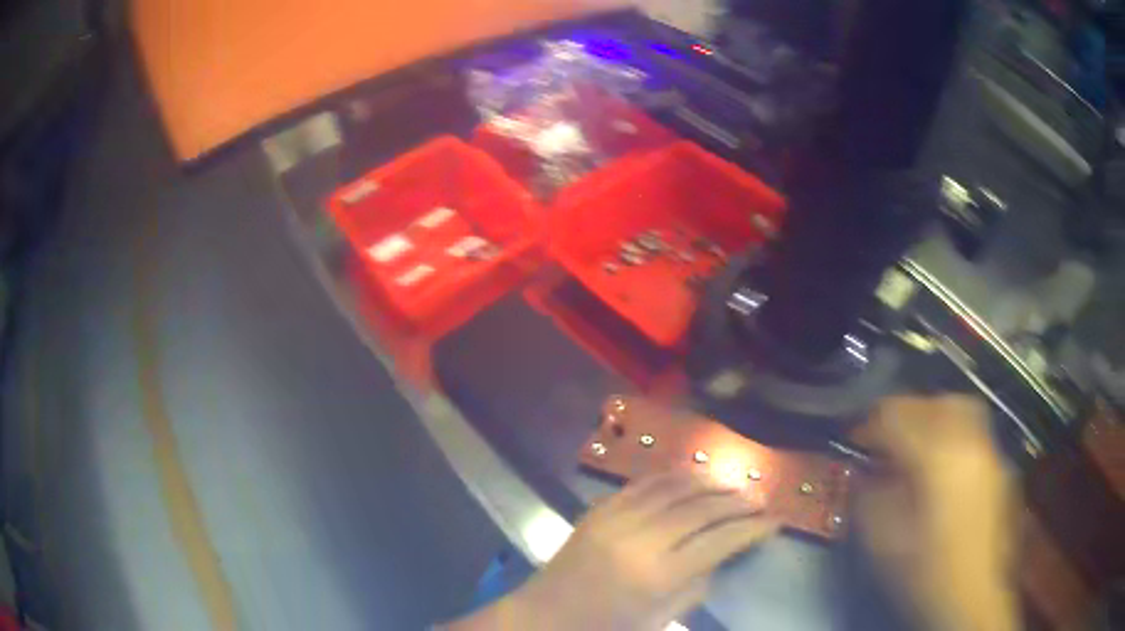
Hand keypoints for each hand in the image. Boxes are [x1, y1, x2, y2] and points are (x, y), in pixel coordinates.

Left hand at [446, 469, 776, 630]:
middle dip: (736, 501)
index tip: (775, 519)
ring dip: (708, 482)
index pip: (719, 540)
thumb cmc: (604, 629)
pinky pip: (642, 483)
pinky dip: (672, 476)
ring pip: (674, 487)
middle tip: (759, 499)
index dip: (752, 528)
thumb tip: (721, 554)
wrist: (543, 617)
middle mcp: (639, 539)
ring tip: (732, 484)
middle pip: (701, 508)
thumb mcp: (658, 620)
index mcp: (656, 575)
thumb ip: (695, 587)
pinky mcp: (598, 509)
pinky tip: (691, 476)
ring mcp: (615, 518)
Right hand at [854, 395, 1018, 630]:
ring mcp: (988, 451)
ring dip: (931, 416)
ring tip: (915, 442)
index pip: (898, 416)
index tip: (855, 441)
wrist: (972, 596)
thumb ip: (871, 499)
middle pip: (932, 403)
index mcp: (937, 458)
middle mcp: (968, 442)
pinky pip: (973, 430)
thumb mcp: (885, 543)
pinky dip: (952, 432)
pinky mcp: (998, 466)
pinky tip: (942, 463)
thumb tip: (867, 474)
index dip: (871, 424)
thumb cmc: (926, 572)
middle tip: (885, 440)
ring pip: (959, 408)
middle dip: (904, 415)